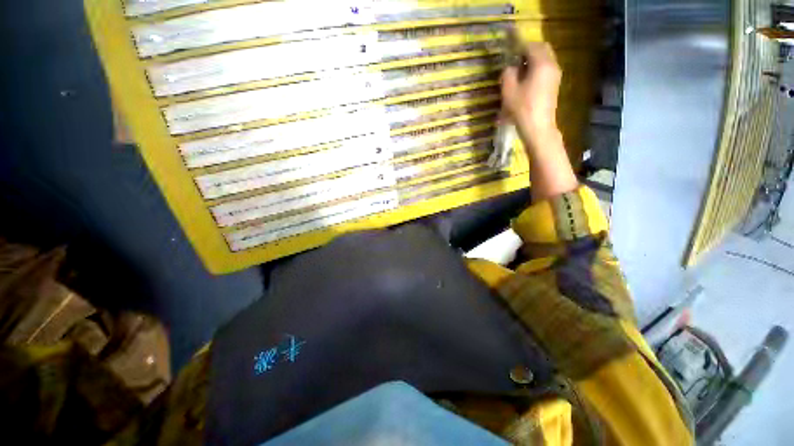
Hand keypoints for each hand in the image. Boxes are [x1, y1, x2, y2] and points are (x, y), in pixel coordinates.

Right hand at [500, 42, 576, 200]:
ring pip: (545, 60)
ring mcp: (555, 76)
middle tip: (514, 60)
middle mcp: (552, 66)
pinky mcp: (554, 86)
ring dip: (532, 61)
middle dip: (528, 51)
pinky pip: (546, 70)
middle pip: (542, 49)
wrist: (538, 129)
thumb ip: (508, 74)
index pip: (531, 46)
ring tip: (518, 72)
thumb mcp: (509, 91)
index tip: (509, 51)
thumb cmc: (522, 110)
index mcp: (541, 64)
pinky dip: (536, 69)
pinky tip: (526, 81)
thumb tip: (509, 68)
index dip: (518, 47)